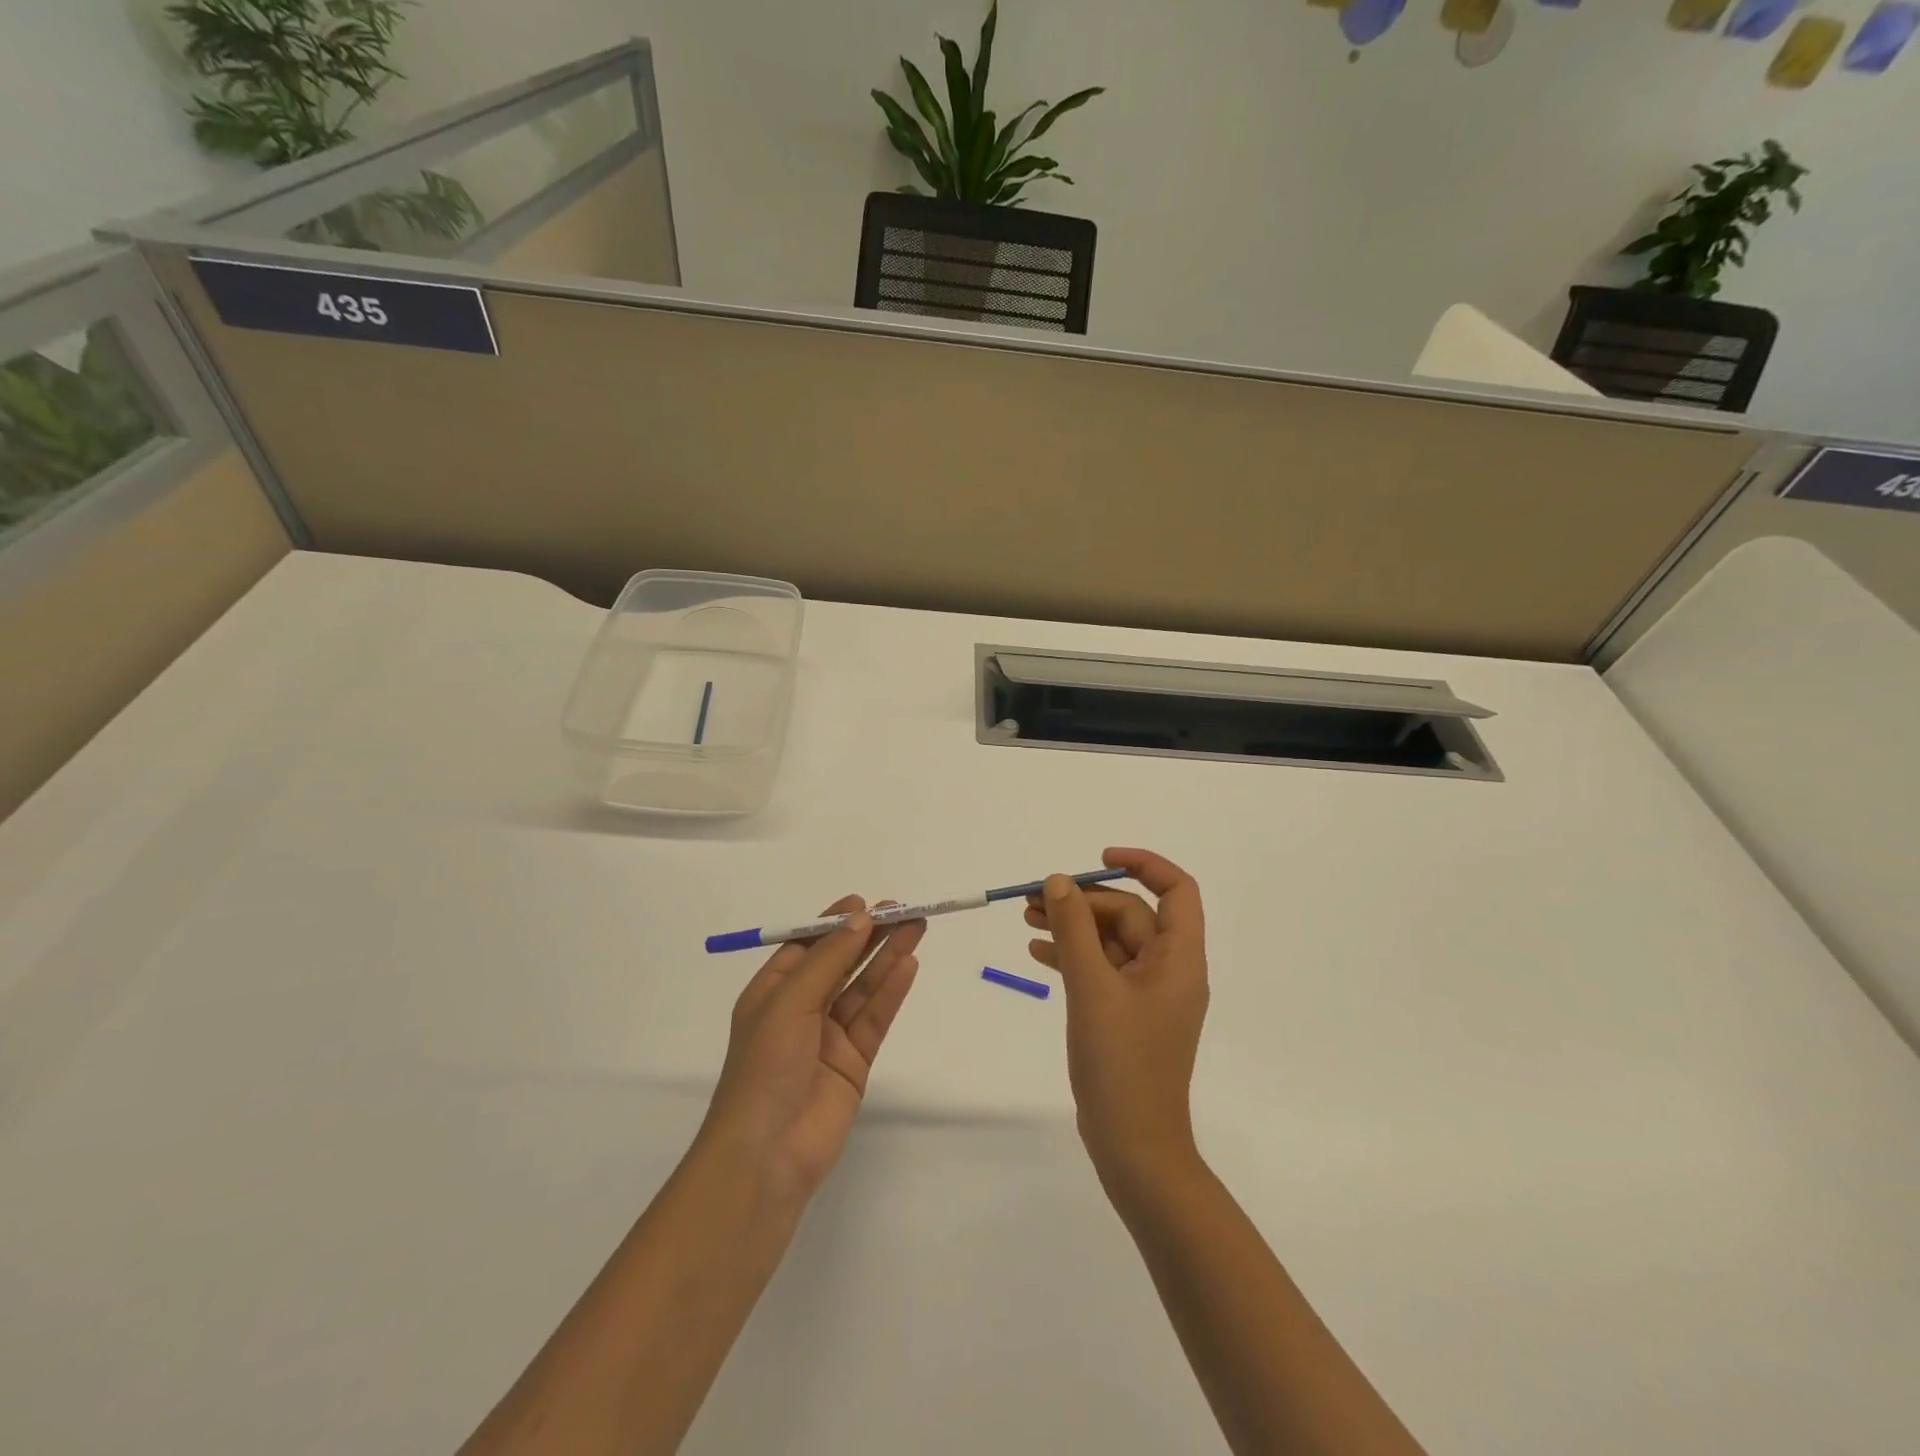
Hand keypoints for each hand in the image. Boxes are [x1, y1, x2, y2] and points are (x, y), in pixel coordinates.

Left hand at [699, 897, 924, 1201]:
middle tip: (903, 910)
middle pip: (842, 962)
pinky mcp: (854, 1061)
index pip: (807, 946)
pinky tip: (909, 964)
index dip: (835, 923)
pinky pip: (875, 1017)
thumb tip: (860, 918)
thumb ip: (828, 959)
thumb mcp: (790, 1002)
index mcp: (772, 992)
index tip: (865, 902)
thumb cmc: (765, 1067)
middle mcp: (801, 1010)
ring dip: (887, 957)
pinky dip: (892, 991)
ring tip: (916, 927)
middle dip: (870, 936)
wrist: (767, 1155)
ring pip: (863, 987)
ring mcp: (829, 1037)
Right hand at [1026, 849, 1209, 1183]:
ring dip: (1073, 926)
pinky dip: (1072, 956)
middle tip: (1035, 899)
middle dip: (1084, 901)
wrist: (1132, 1146)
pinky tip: (1037, 952)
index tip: (1098, 860)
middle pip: (1130, 914)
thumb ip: (1074, 930)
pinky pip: (1100, 969)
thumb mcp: (1091, 988)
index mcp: (1179, 958)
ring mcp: (1147, 994)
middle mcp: (1169, 969)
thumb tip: (1059, 880)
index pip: (1177, 890)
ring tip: (1027, 917)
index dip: (1143, 864)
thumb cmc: (1121, 1064)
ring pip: (1111, 941)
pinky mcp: (1125, 1014)